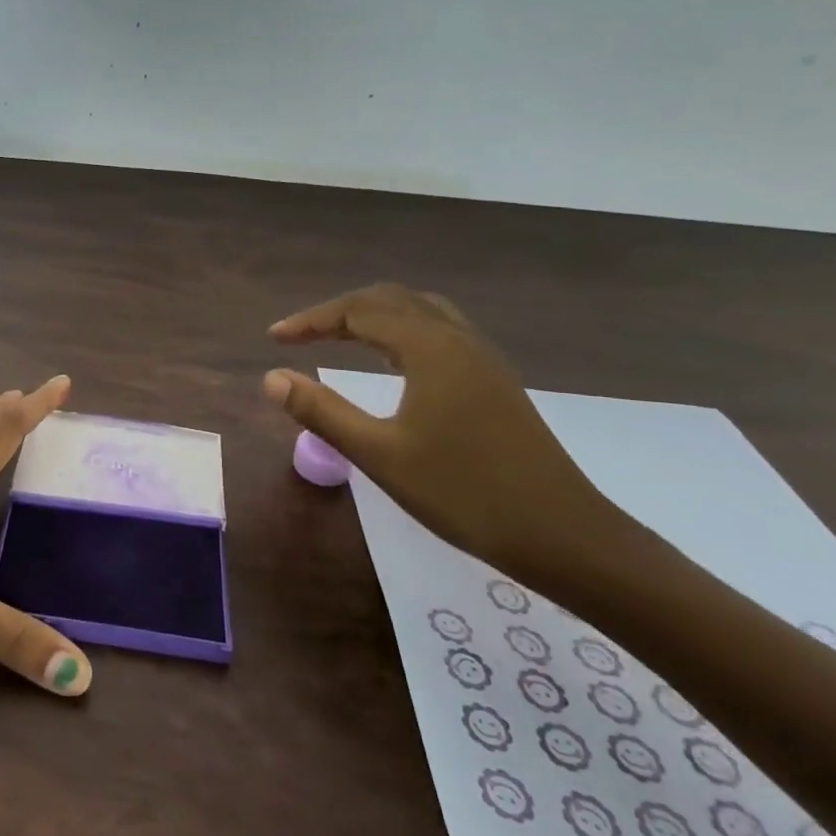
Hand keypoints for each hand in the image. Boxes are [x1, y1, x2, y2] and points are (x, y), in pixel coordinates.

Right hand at [263, 284, 631, 583]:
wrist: (564, 535)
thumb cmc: (463, 493)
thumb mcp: (379, 454)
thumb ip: (322, 411)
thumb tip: (272, 377)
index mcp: (429, 348)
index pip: (358, 311)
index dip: (311, 320)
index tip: (274, 338)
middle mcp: (458, 339)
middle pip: (390, 300)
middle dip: (339, 311)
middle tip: (301, 336)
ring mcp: (483, 358)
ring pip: (419, 312)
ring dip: (373, 316)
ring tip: (340, 339)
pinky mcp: (495, 380)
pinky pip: (439, 332)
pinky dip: (402, 331)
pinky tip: (393, 363)